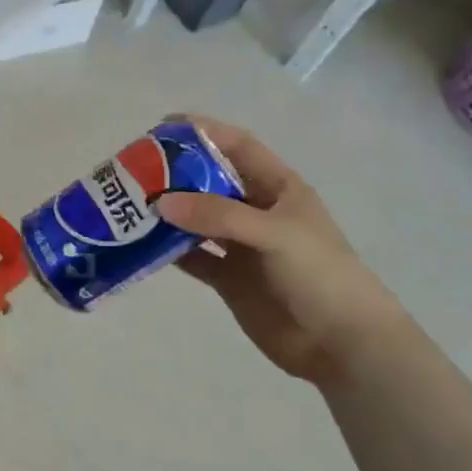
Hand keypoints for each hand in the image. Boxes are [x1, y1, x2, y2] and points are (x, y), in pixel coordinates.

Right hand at [156, 115, 408, 383]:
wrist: (341, 344)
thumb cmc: (319, 275)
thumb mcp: (273, 234)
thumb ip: (218, 216)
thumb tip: (160, 203)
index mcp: (278, 188)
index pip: (237, 147)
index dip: (203, 133)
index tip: (161, 127)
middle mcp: (257, 211)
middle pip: (210, 182)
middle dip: (175, 174)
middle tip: (133, 171)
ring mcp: (242, 246)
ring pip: (196, 220)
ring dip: (168, 213)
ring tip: (129, 206)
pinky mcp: (229, 278)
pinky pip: (193, 256)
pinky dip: (169, 250)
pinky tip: (142, 245)